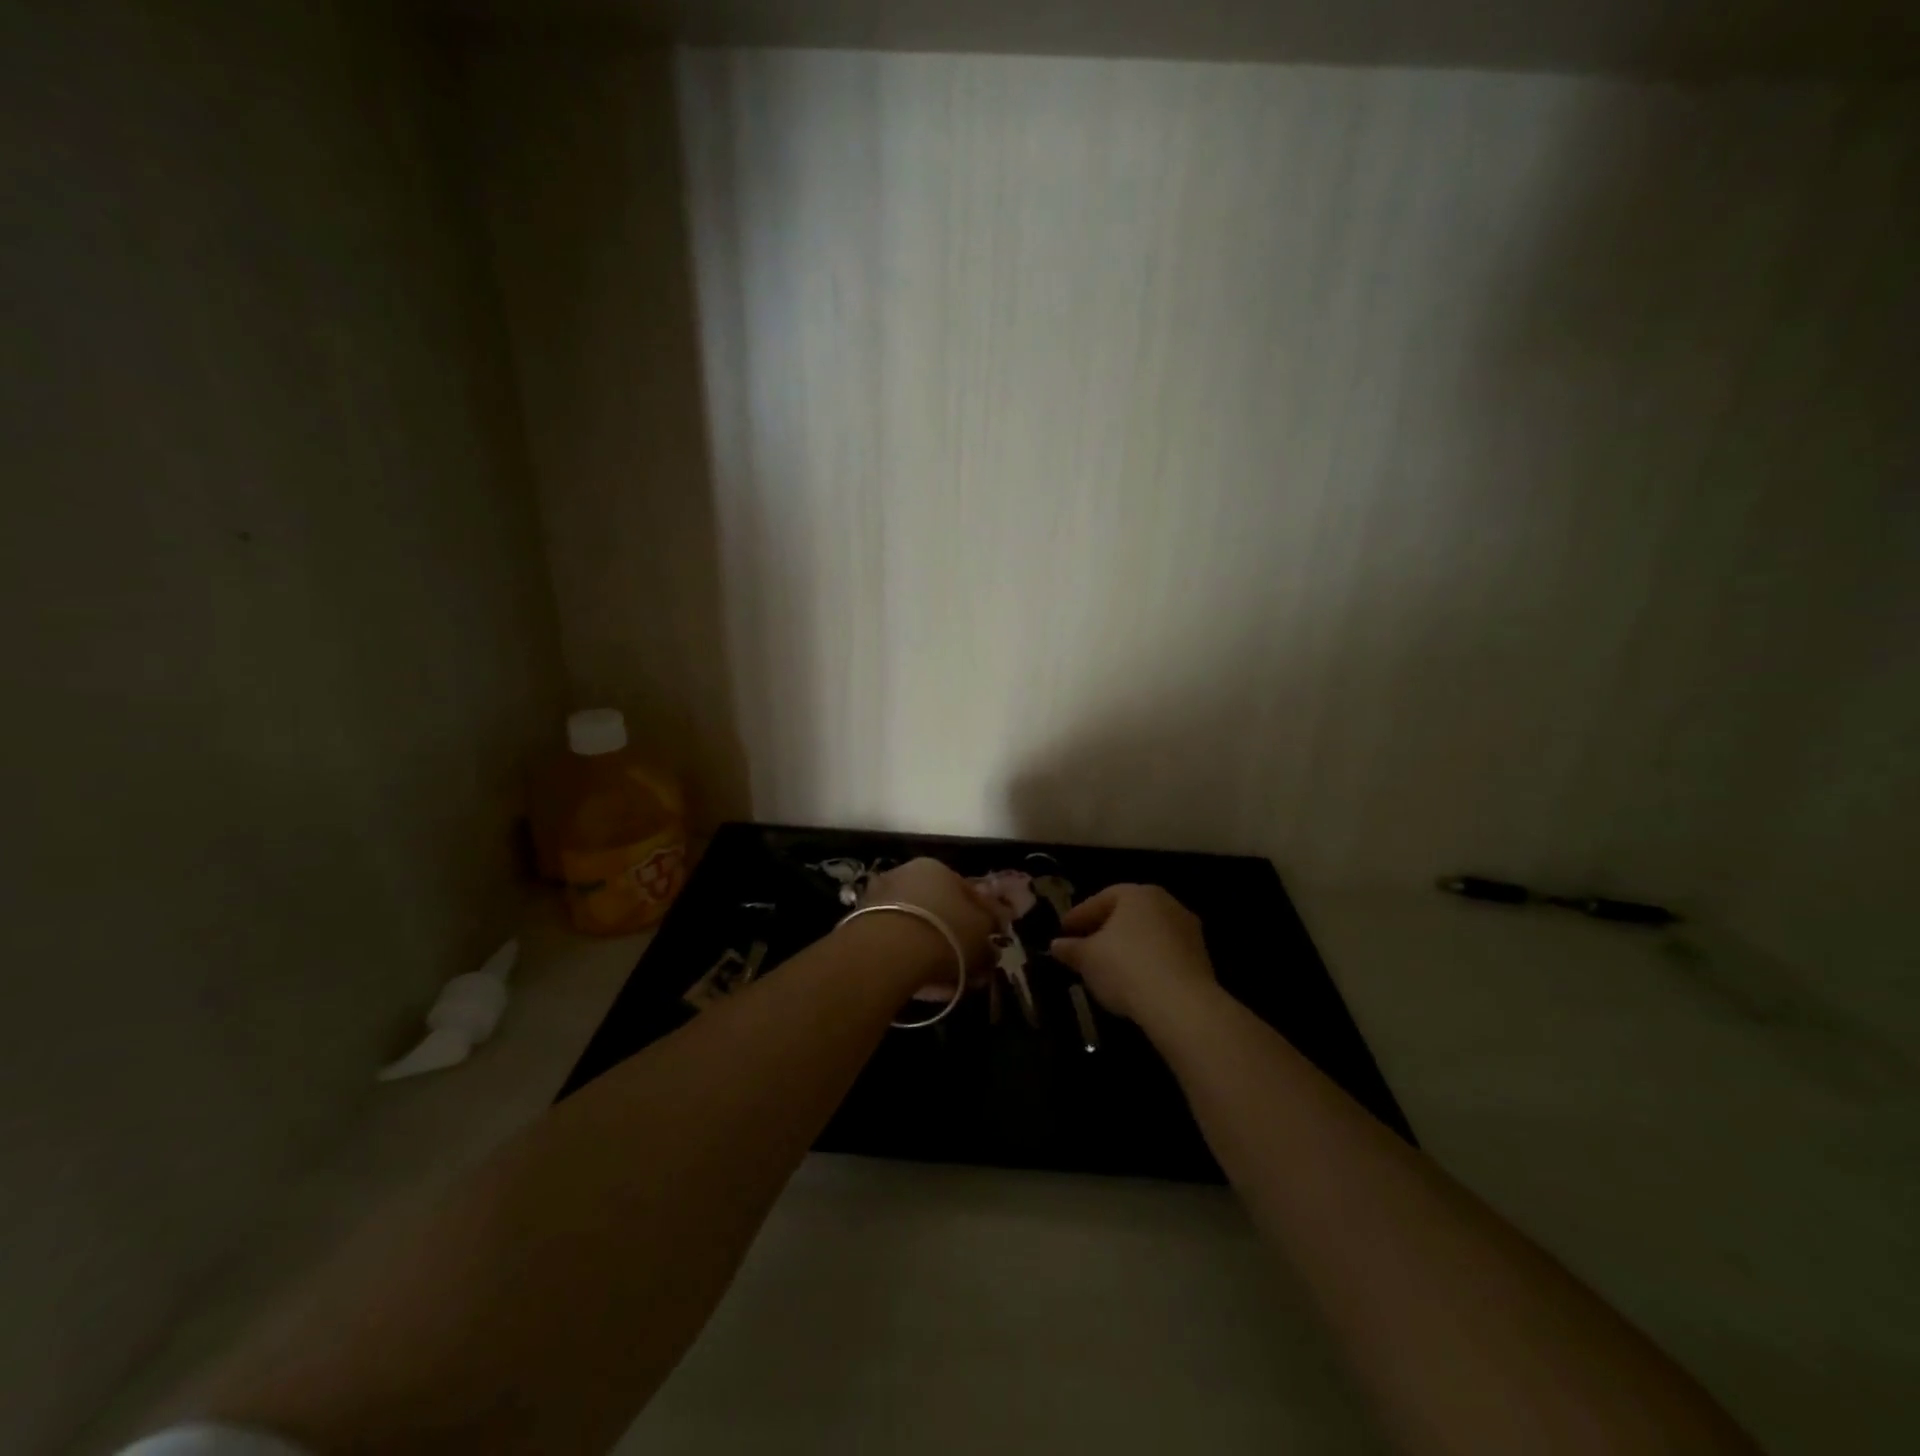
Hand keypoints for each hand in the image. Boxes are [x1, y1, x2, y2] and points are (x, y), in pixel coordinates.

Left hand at [860, 857, 997, 977]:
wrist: (886, 951)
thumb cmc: (945, 932)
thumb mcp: (980, 935)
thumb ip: (989, 938)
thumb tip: (992, 947)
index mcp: (938, 868)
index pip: (967, 892)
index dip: (982, 919)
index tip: (988, 943)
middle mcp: (906, 875)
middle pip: (939, 908)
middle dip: (954, 936)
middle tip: (966, 964)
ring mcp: (880, 898)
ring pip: (916, 927)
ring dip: (930, 949)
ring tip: (944, 981)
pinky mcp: (861, 925)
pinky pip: (895, 943)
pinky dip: (908, 959)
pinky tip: (920, 983)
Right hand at [1050, 884, 1216, 1023]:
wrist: (1182, 1005)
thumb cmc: (1126, 968)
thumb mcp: (1087, 958)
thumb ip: (1070, 948)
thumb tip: (1056, 945)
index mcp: (1137, 894)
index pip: (1101, 899)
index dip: (1078, 916)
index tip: (1062, 932)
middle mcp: (1166, 903)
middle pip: (1127, 914)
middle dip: (1104, 929)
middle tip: (1084, 946)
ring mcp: (1187, 929)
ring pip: (1147, 934)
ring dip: (1127, 946)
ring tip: (1107, 967)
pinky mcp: (1200, 957)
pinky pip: (1164, 953)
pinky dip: (1146, 961)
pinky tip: (1134, 980)